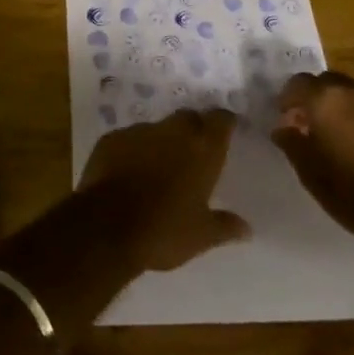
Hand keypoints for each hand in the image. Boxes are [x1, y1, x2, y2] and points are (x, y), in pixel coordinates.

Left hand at [79, 109, 249, 271]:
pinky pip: (129, 139)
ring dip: (161, 142)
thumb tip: (247, 229)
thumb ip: (226, 226)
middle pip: (189, 118)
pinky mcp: (111, 139)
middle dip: (194, 130)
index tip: (225, 131)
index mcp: (202, 149)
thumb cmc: (164, 230)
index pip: (220, 119)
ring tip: (158, 168)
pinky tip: (129, 173)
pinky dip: (134, 151)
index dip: (223, 123)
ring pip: (157, 129)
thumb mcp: (201, 236)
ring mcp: (139, 131)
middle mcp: (173, 131)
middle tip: (194, 154)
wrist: (106, 227)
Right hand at [271, 72, 353, 243]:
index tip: (286, 118)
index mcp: (326, 99)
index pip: (298, 82)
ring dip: (342, 107)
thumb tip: (283, 127)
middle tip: (311, 124)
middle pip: (328, 82)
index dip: (288, 98)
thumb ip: (291, 141)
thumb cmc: (350, 192)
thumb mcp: (309, 171)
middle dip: (316, 98)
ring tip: (339, 135)